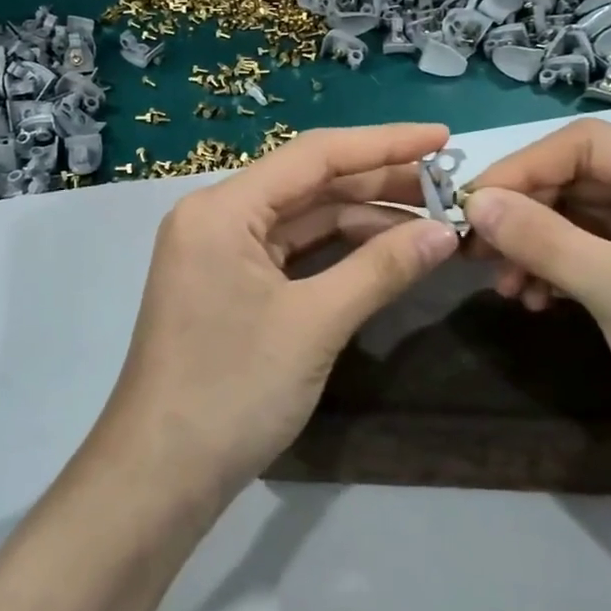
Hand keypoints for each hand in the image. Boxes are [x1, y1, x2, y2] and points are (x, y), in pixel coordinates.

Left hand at [92, 123, 461, 508]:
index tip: (444, 136)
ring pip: (301, 220)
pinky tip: (384, 254)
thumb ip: (381, 269)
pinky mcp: (227, 285)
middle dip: (378, 186)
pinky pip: (289, 253)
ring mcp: (218, 252)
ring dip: (362, 222)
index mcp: (222, 208)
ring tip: (430, 227)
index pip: (313, 155)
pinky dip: (336, 253)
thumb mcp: (314, 324)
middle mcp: (215, 217)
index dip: (383, 144)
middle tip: (449, 190)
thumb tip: (446, 232)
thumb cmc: (232, 390)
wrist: (161, 473)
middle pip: (308, 185)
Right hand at [462, 119, 610, 493]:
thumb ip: (543, 240)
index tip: (471, 205)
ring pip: (582, 218)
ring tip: (503, 285)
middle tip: (474, 249)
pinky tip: (533, 299)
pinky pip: (593, 253)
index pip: (590, 145)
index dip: (523, 169)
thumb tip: (473, 202)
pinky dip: (557, 270)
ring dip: (535, 246)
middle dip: (525, 213)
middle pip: (582, 180)